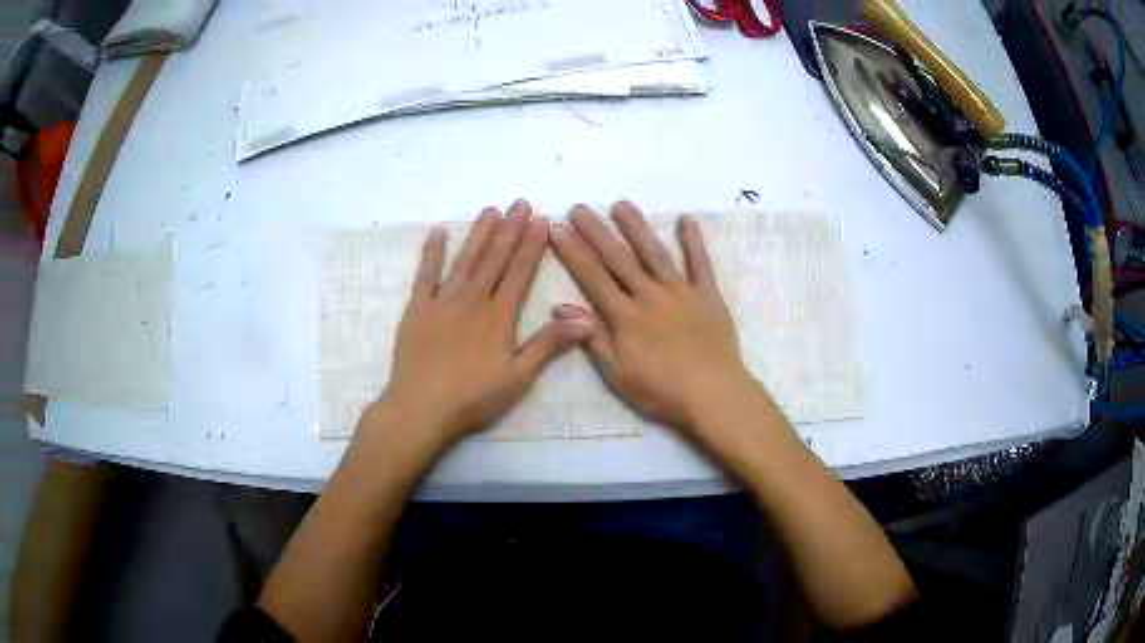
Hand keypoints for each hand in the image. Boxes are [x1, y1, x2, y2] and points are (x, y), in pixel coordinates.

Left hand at [360, 200, 591, 450]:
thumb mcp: (519, 378)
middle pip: (495, 258)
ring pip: (465, 260)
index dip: (532, 245)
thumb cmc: (473, 398)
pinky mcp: (417, 310)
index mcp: (499, 316)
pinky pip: (425, 275)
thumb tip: (585, 318)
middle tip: (520, 203)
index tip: (542, 220)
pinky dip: (431, 253)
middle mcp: (472, 300)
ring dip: (479, 234)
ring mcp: (442, 302)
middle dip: (510, 229)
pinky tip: (438, 233)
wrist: (421, 409)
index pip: (520, 272)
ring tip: (491, 210)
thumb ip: (549, 345)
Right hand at [549, 201, 753, 430]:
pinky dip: (693, 241)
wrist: (713, 395)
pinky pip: (700, 263)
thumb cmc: (662, 391)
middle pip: (619, 258)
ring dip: (636, 228)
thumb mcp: (618, 374)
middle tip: (579, 208)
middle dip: (596, 232)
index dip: (573, 252)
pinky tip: (686, 219)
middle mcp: (650, 296)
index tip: (557, 229)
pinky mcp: (708, 295)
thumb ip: (592, 338)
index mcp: (626, 317)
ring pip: (654, 253)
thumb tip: (562, 306)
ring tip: (621, 205)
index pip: (593, 277)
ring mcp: (681, 292)